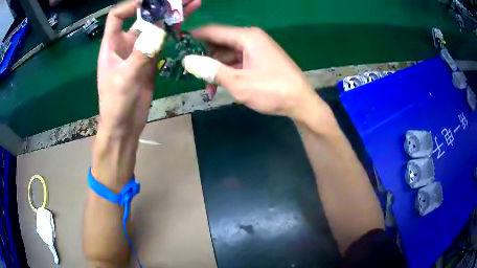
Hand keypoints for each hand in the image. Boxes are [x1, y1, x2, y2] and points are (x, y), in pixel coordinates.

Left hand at [97, 0, 200, 137]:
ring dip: (171, 17)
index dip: (132, 5)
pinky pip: (162, 42)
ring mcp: (139, 51)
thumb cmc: (116, 103)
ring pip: (155, 29)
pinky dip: (172, 33)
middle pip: (142, 18)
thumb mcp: (126, 76)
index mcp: (112, 45)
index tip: (152, 2)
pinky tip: (185, 24)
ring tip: (192, 5)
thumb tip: (161, 25)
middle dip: (160, 6)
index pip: (117, 16)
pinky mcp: (150, 60)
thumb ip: (142, 50)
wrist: (124, 126)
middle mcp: (125, 44)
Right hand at [191, 25, 327, 123]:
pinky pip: (238, 61)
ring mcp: (257, 48)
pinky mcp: (260, 59)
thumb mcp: (238, 82)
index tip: (178, 46)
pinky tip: (222, 86)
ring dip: (217, 69)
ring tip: (210, 88)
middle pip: (220, 43)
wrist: (301, 102)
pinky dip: (229, 72)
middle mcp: (251, 38)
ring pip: (228, 54)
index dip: (194, 37)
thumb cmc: (272, 91)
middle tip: (193, 75)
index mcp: (246, 37)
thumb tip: (187, 60)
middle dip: (206, 59)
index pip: (213, 31)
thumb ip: (211, 70)